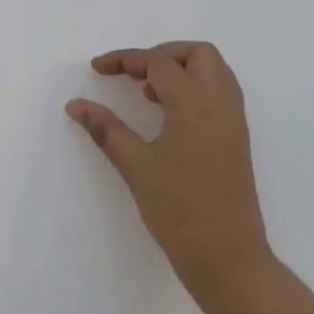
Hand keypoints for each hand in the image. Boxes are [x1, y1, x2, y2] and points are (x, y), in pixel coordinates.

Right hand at [66, 42, 272, 300]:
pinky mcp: (237, 140)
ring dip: (180, 69)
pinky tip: (168, 114)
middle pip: (197, 54)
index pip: (159, 63)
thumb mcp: (136, 167)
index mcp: (195, 105)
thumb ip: (106, 129)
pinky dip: (194, 88)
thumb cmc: (179, 211)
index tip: (98, 69)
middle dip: (161, 54)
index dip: (125, 60)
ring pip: (213, 71)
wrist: (228, 259)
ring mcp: (234, 122)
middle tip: (131, 74)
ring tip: (147, 92)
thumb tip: (76, 105)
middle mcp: (221, 104)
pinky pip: (219, 93)